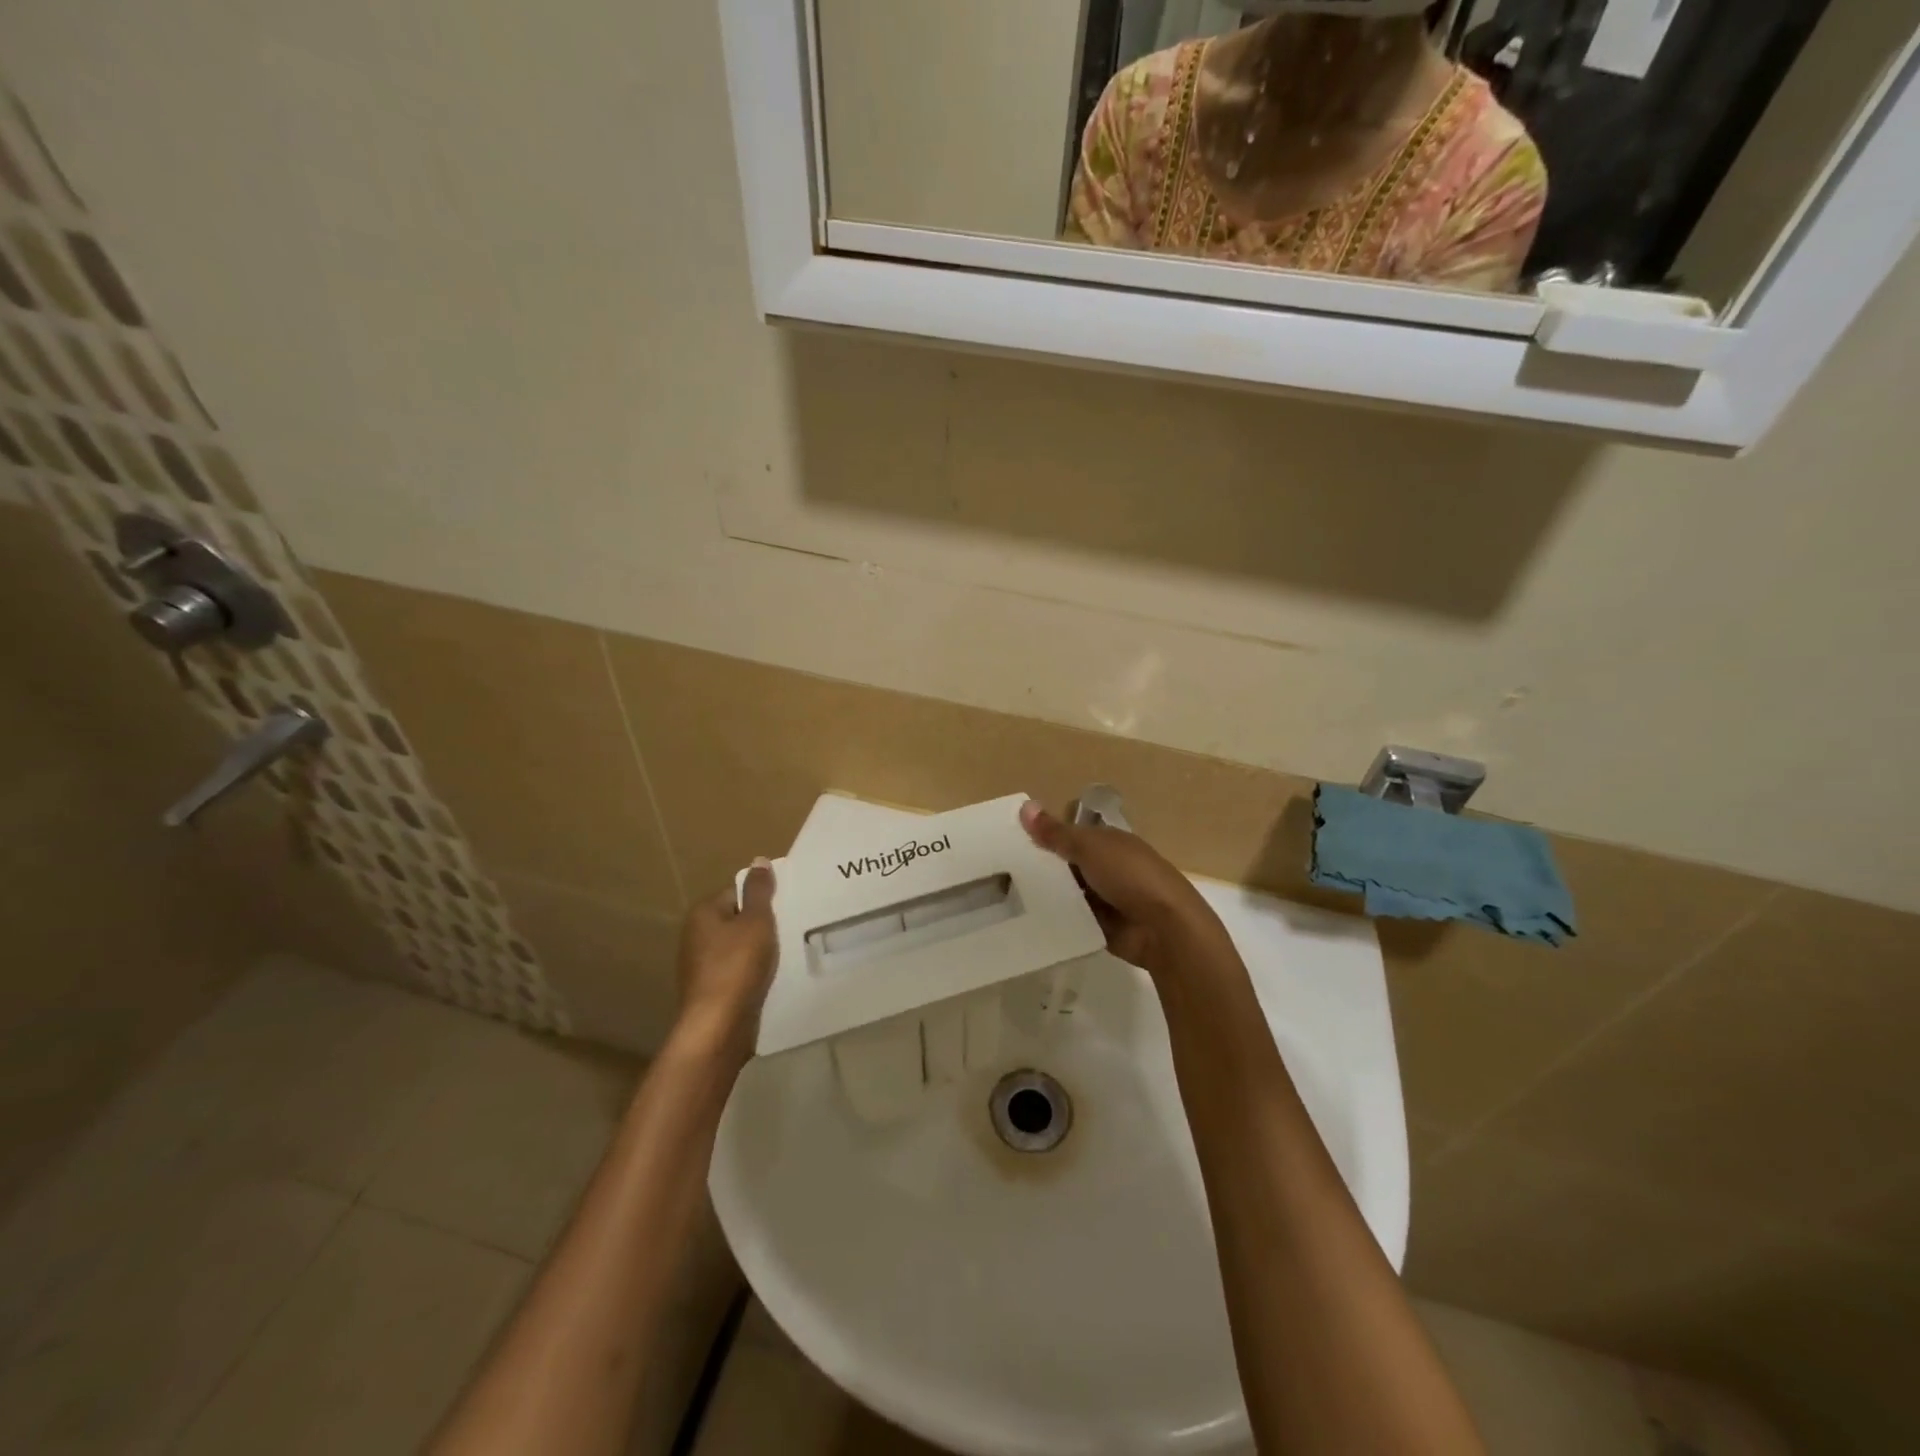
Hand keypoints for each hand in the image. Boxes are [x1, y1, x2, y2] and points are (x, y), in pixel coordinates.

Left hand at [672, 859, 777, 1062]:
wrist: (719, 1026)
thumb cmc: (737, 965)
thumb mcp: (756, 921)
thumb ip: (759, 891)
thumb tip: (759, 860)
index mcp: (703, 913)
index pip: (736, 891)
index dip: (762, 898)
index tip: (786, 906)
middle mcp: (695, 935)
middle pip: (737, 919)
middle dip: (761, 924)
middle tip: (790, 927)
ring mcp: (700, 965)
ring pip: (738, 947)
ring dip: (758, 950)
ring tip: (786, 953)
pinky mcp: (710, 990)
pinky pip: (737, 971)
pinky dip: (753, 972)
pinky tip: (771, 977)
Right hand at [1020, 800, 1229, 981]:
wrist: (1165, 928)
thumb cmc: (1131, 876)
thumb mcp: (1090, 848)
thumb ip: (1056, 833)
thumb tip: (1024, 806)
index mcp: (1110, 842)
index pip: (1072, 835)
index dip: (1045, 837)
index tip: (1011, 842)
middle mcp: (1108, 868)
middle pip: (1068, 866)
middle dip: (1041, 868)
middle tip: (999, 872)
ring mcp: (1106, 899)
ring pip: (1068, 894)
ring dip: (1047, 895)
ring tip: (1005, 897)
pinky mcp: (1102, 927)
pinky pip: (1072, 920)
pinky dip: (1056, 919)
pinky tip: (1025, 920)